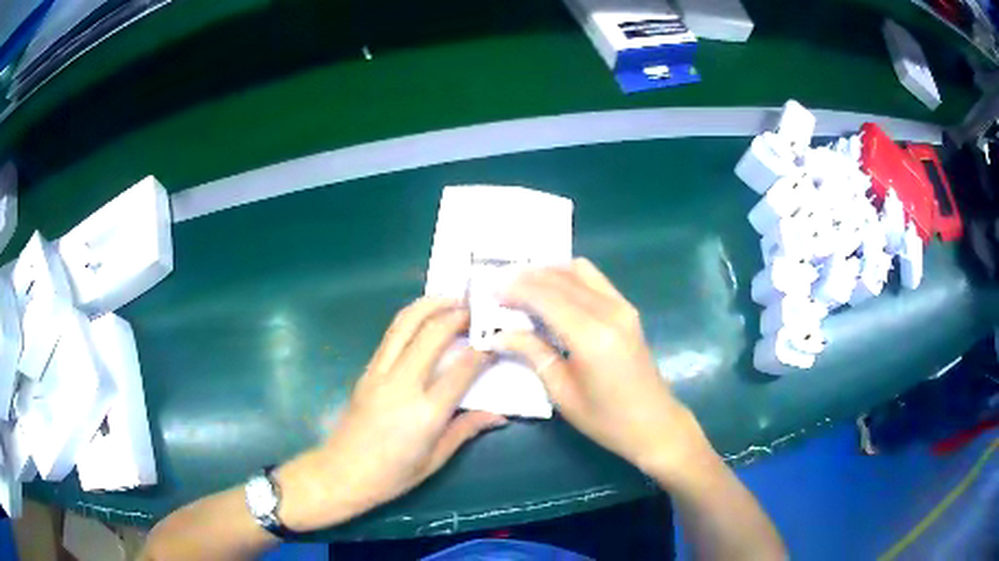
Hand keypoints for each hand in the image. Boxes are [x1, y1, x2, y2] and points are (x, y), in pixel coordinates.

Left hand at [276, 298, 505, 531]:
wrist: (342, 472)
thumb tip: (500, 414)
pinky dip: (411, 317)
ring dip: (430, 305)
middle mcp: (402, 385)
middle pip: (432, 334)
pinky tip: (424, 316)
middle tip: (478, 308)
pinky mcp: (367, 370)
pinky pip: (391, 334)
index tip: (498, 340)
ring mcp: (380, 373)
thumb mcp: (436, 459)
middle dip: (457, 315)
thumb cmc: (392, 475)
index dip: (483, 351)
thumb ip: (466, 429)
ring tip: (451, 298)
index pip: (462, 369)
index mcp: (425, 413)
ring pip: (405, 324)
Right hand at [498, 259, 711, 480]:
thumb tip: (499, 333)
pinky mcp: (628, 309)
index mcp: (591, 336)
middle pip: (560, 279)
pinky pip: (594, 279)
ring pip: (579, 270)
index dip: (515, 290)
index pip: (546, 297)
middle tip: (499, 287)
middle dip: (527, 277)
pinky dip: (568, 277)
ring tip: (522, 286)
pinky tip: (551, 291)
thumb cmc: (605, 419)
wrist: (654, 423)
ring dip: (548, 272)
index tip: (490, 292)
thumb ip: (533, 353)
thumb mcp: (562, 392)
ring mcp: (622, 306)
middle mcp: (609, 311)